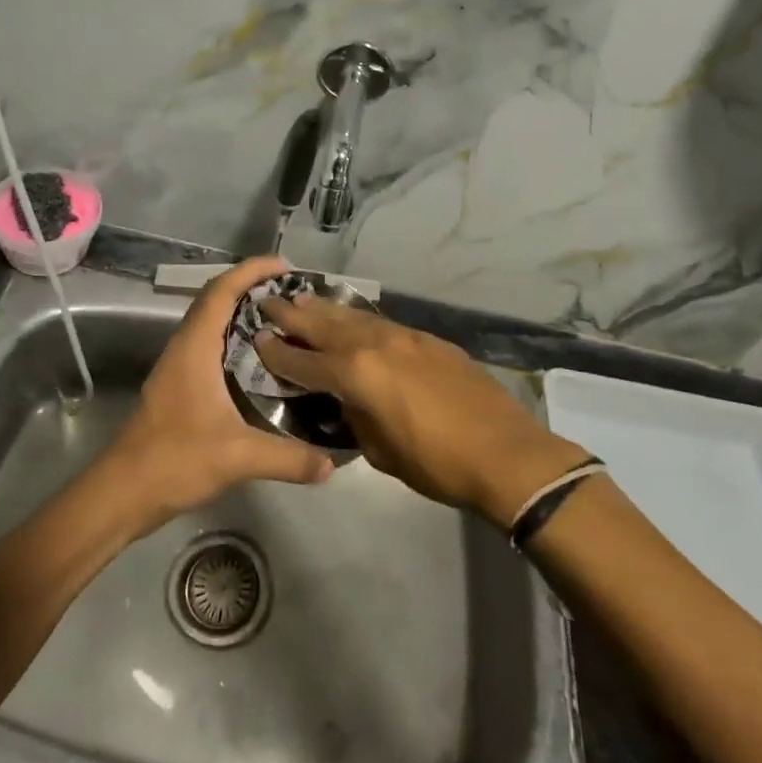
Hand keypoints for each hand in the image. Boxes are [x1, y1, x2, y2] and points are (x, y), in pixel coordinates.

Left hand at [101, 256, 333, 533]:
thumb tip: (331, 465)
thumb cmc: (175, 460)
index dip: (251, 270)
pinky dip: (233, 338)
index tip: (284, 265)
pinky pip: (208, 344)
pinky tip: (259, 361)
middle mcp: (184, 347)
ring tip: (282, 320)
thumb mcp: (239, 457)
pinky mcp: (177, 385)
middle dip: (251, 287)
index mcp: (194, 347)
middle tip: (291, 293)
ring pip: (210, 322)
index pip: (221, 290)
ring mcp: (177, 366)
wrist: (123, 493)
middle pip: (215, 299)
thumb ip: (288, 458)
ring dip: (241, 312)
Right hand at [255, 297, 590, 524]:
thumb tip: (348, 401)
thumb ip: (355, 417)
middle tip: (269, 302)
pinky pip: (382, 323)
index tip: (257, 339)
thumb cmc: (436, 463)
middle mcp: (375, 344)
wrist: (504, 452)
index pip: (304, 360)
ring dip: (326, 309)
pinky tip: (354, 320)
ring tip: (304, 299)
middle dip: (294, 313)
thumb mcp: (380, 451)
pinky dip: (359, 319)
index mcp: (356, 373)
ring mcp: (405, 336)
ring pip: (355, 315)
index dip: (277, 352)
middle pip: (325, 323)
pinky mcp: (429, 339)